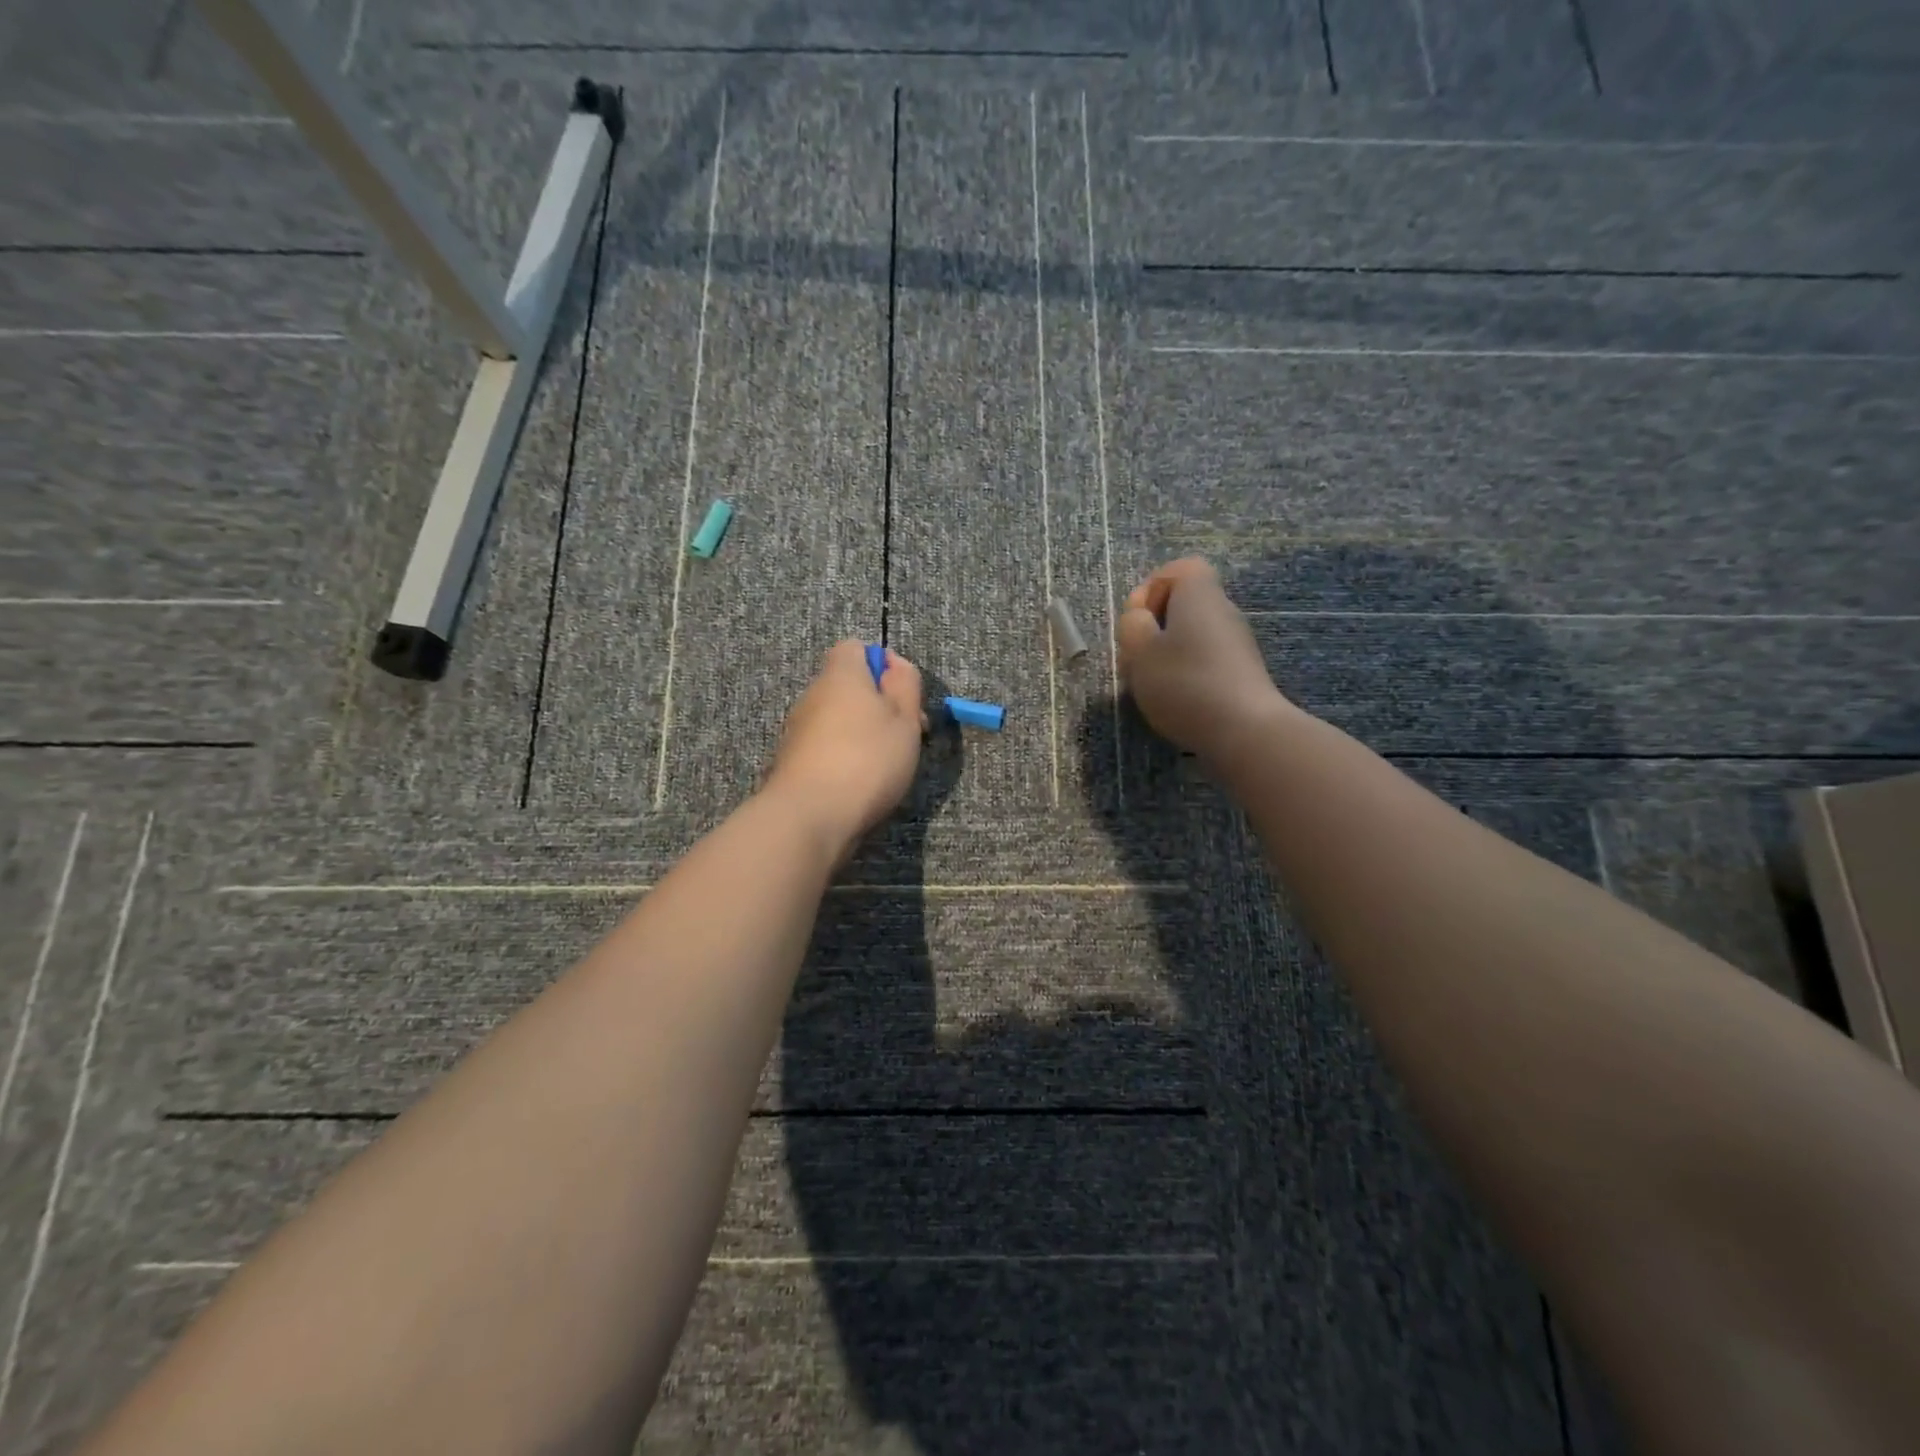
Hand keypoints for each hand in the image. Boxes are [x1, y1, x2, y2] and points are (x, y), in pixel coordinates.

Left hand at [764, 639, 925, 856]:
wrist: (810, 816)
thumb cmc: (867, 760)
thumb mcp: (904, 719)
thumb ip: (905, 684)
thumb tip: (894, 664)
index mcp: (840, 675)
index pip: (855, 648)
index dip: (883, 664)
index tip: (904, 694)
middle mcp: (813, 695)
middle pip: (848, 686)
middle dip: (878, 704)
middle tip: (907, 734)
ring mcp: (798, 729)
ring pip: (838, 719)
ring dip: (862, 734)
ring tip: (887, 765)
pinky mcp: (793, 761)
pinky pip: (826, 746)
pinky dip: (844, 757)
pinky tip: (861, 783)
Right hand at [1117, 557, 1294, 760]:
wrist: (1244, 730)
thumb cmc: (1185, 682)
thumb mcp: (1140, 651)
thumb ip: (1132, 626)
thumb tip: (1141, 618)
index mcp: (1199, 594)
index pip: (1180, 569)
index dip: (1152, 587)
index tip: (1137, 619)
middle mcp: (1223, 611)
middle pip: (1184, 605)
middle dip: (1154, 627)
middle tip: (1135, 657)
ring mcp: (1236, 644)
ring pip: (1192, 636)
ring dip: (1166, 655)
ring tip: (1149, 685)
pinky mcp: (1242, 674)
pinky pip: (1205, 661)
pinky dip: (1186, 674)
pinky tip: (1174, 702)